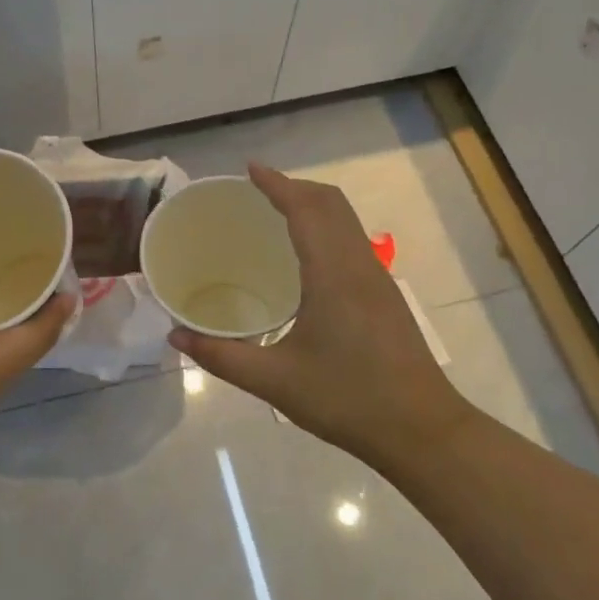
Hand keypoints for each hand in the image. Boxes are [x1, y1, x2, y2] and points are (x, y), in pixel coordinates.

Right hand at [171, 164, 465, 466]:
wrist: (422, 430)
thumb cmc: (347, 400)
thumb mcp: (275, 381)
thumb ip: (221, 356)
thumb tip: (176, 336)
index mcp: (333, 274)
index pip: (305, 209)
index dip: (277, 184)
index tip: (249, 169)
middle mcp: (359, 265)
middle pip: (331, 204)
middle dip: (294, 187)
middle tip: (256, 192)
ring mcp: (377, 279)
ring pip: (346, 220)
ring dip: (313, 206)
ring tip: (275, 214)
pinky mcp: (385, 296)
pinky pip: (352, 241)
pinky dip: (326, 228)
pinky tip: (304, 257)